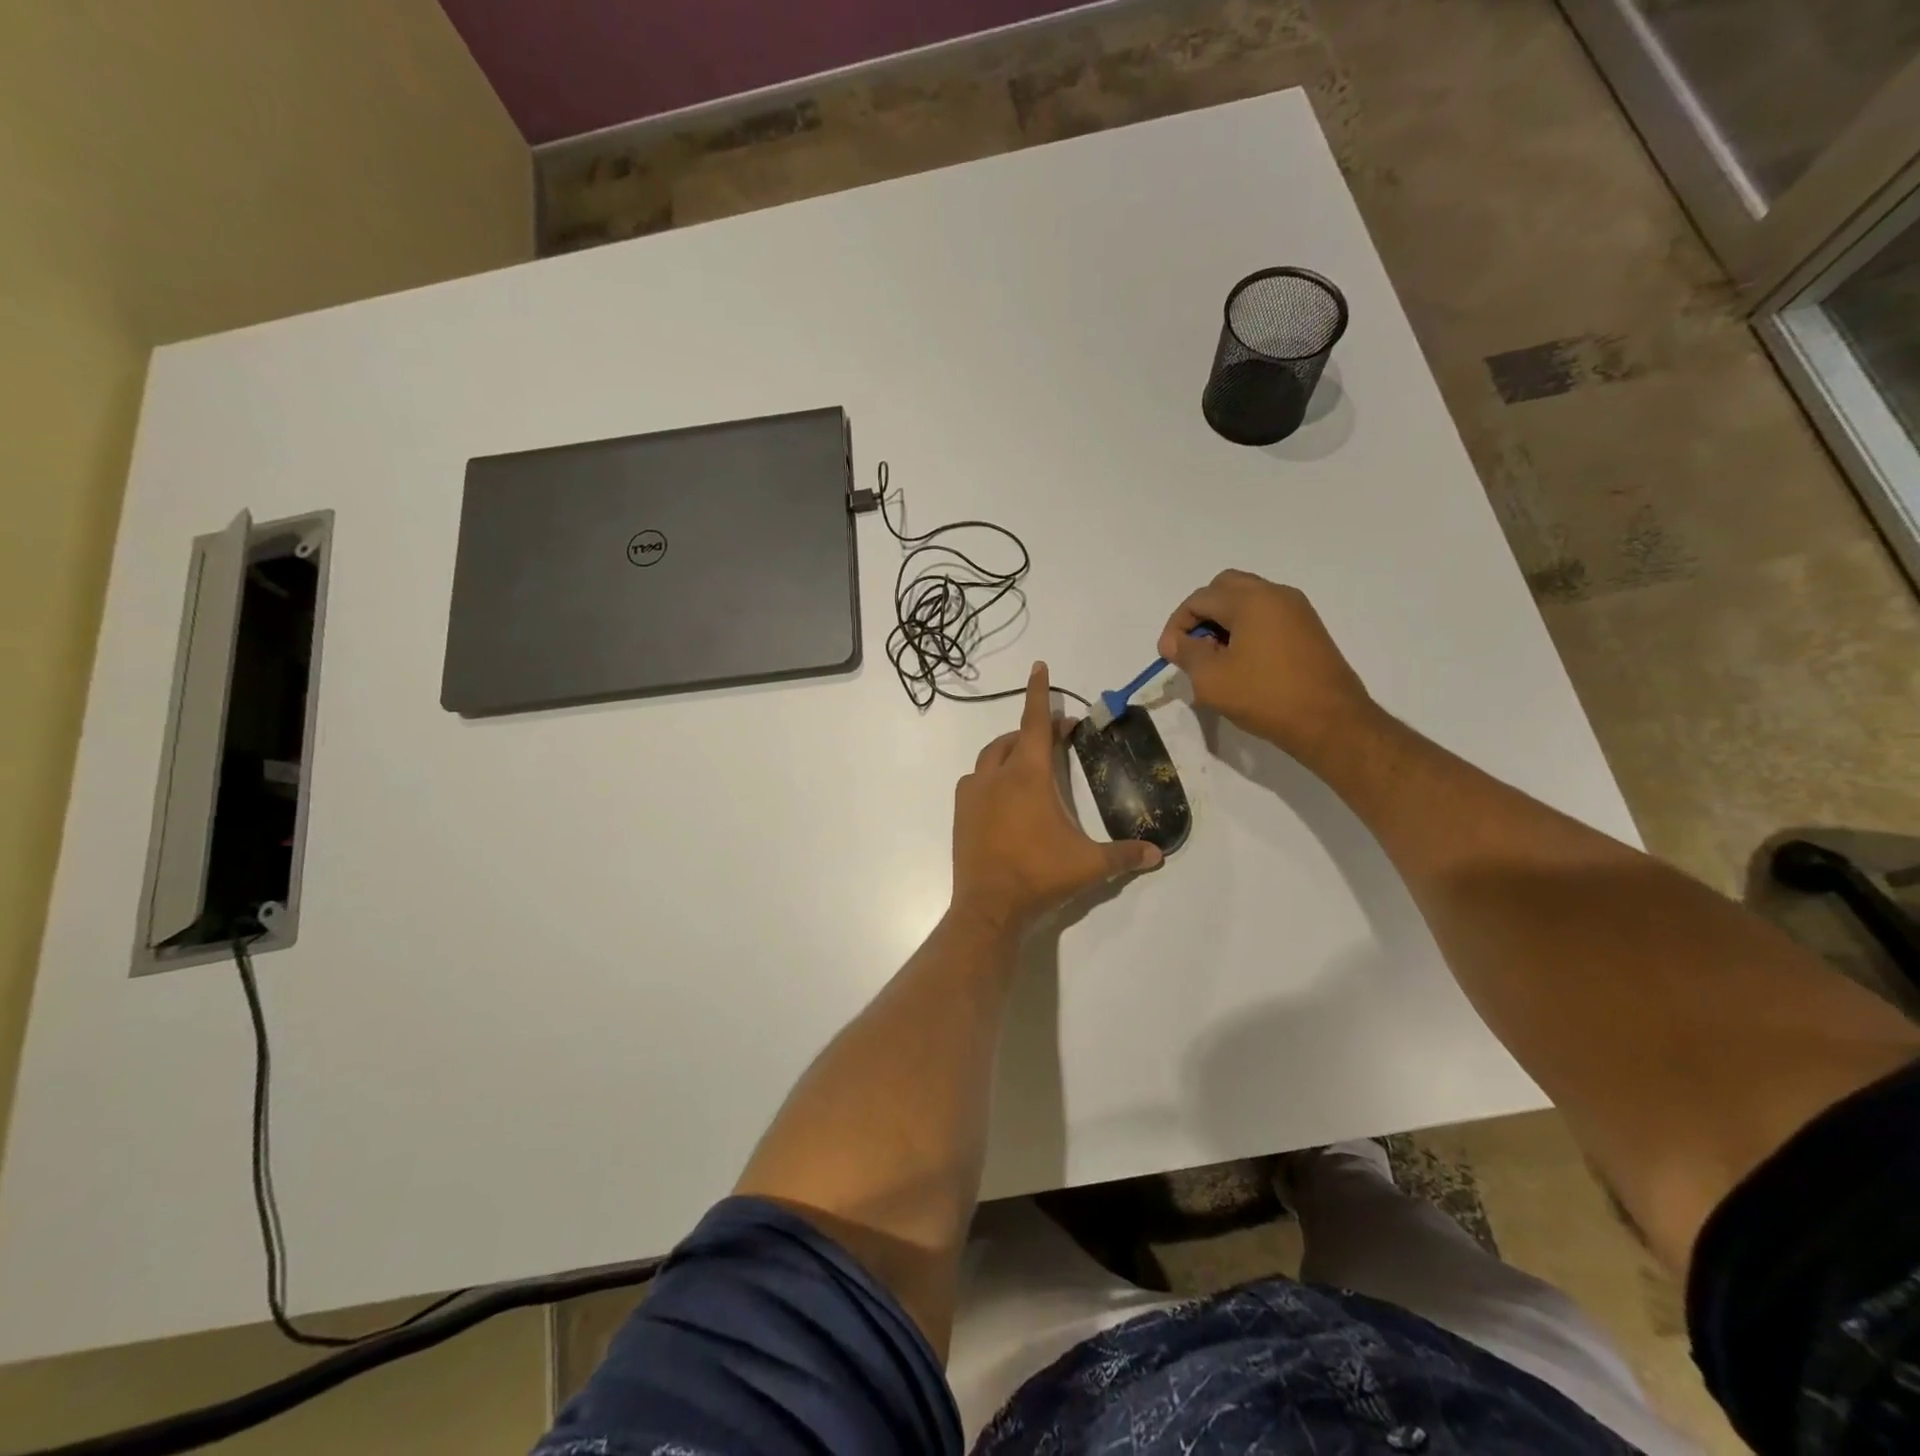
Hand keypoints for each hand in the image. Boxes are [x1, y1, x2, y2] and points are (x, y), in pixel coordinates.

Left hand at [951, 662, 1161, 933]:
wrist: (989, 906)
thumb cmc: (1040, 876)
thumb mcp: (1089, 865)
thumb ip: (1125, 856)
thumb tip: (1158, 854)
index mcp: (1028, 776)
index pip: (1035, 722)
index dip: (1039, 693)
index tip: (1038, 666)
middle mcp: (997, 776)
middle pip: (1014, 738)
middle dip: (1035, 730)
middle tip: (1058, 738)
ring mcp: (973, 794)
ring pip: (990, 757)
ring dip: (1010, 751)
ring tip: (1029, 764)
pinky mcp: (960, 813)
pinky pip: (974, 781)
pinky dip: (990, 776)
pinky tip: (1003, 795)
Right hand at [1158, 570, 1378, 763]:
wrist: (1331, 722)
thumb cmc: (1265, 696)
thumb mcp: (1211, 679)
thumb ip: (1187, 653)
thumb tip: (1175, 642)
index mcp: (1251, 600)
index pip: (1199, 599)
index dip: (1177, 626)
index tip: (1169, 656)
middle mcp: (1276, 594)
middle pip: (1224, 588)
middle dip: (1201, 615)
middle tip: (1192, 648)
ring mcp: (1297, 610)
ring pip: (1247, 601)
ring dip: (1224, 622)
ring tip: (1215, 659)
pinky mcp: (1309, 629)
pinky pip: (1267, 616)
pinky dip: (1246, 629)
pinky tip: (1242, 663)